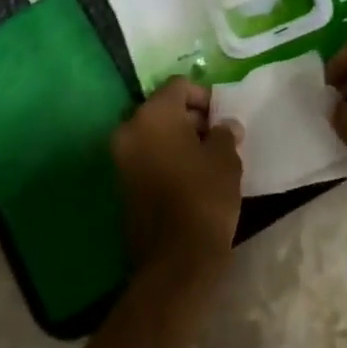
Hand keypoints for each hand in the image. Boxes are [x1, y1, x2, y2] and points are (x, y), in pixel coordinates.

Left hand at [111, 76, 243, 277]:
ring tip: (208, 159)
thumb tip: (224, 126)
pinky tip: (191, 177)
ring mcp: (121, 159)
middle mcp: (129, 130)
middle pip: (163, 109)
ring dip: (178, 139)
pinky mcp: (122, 184)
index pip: (179, 86)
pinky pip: (147, 157)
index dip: (204, 97)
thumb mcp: (225, 159)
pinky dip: (166, 158)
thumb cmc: (204, 198)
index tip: (223, 118)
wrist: (176, 261)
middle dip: (191, 118)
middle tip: (218, 138)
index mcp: (153, 115)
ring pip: (154, 134)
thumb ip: (224, 133)